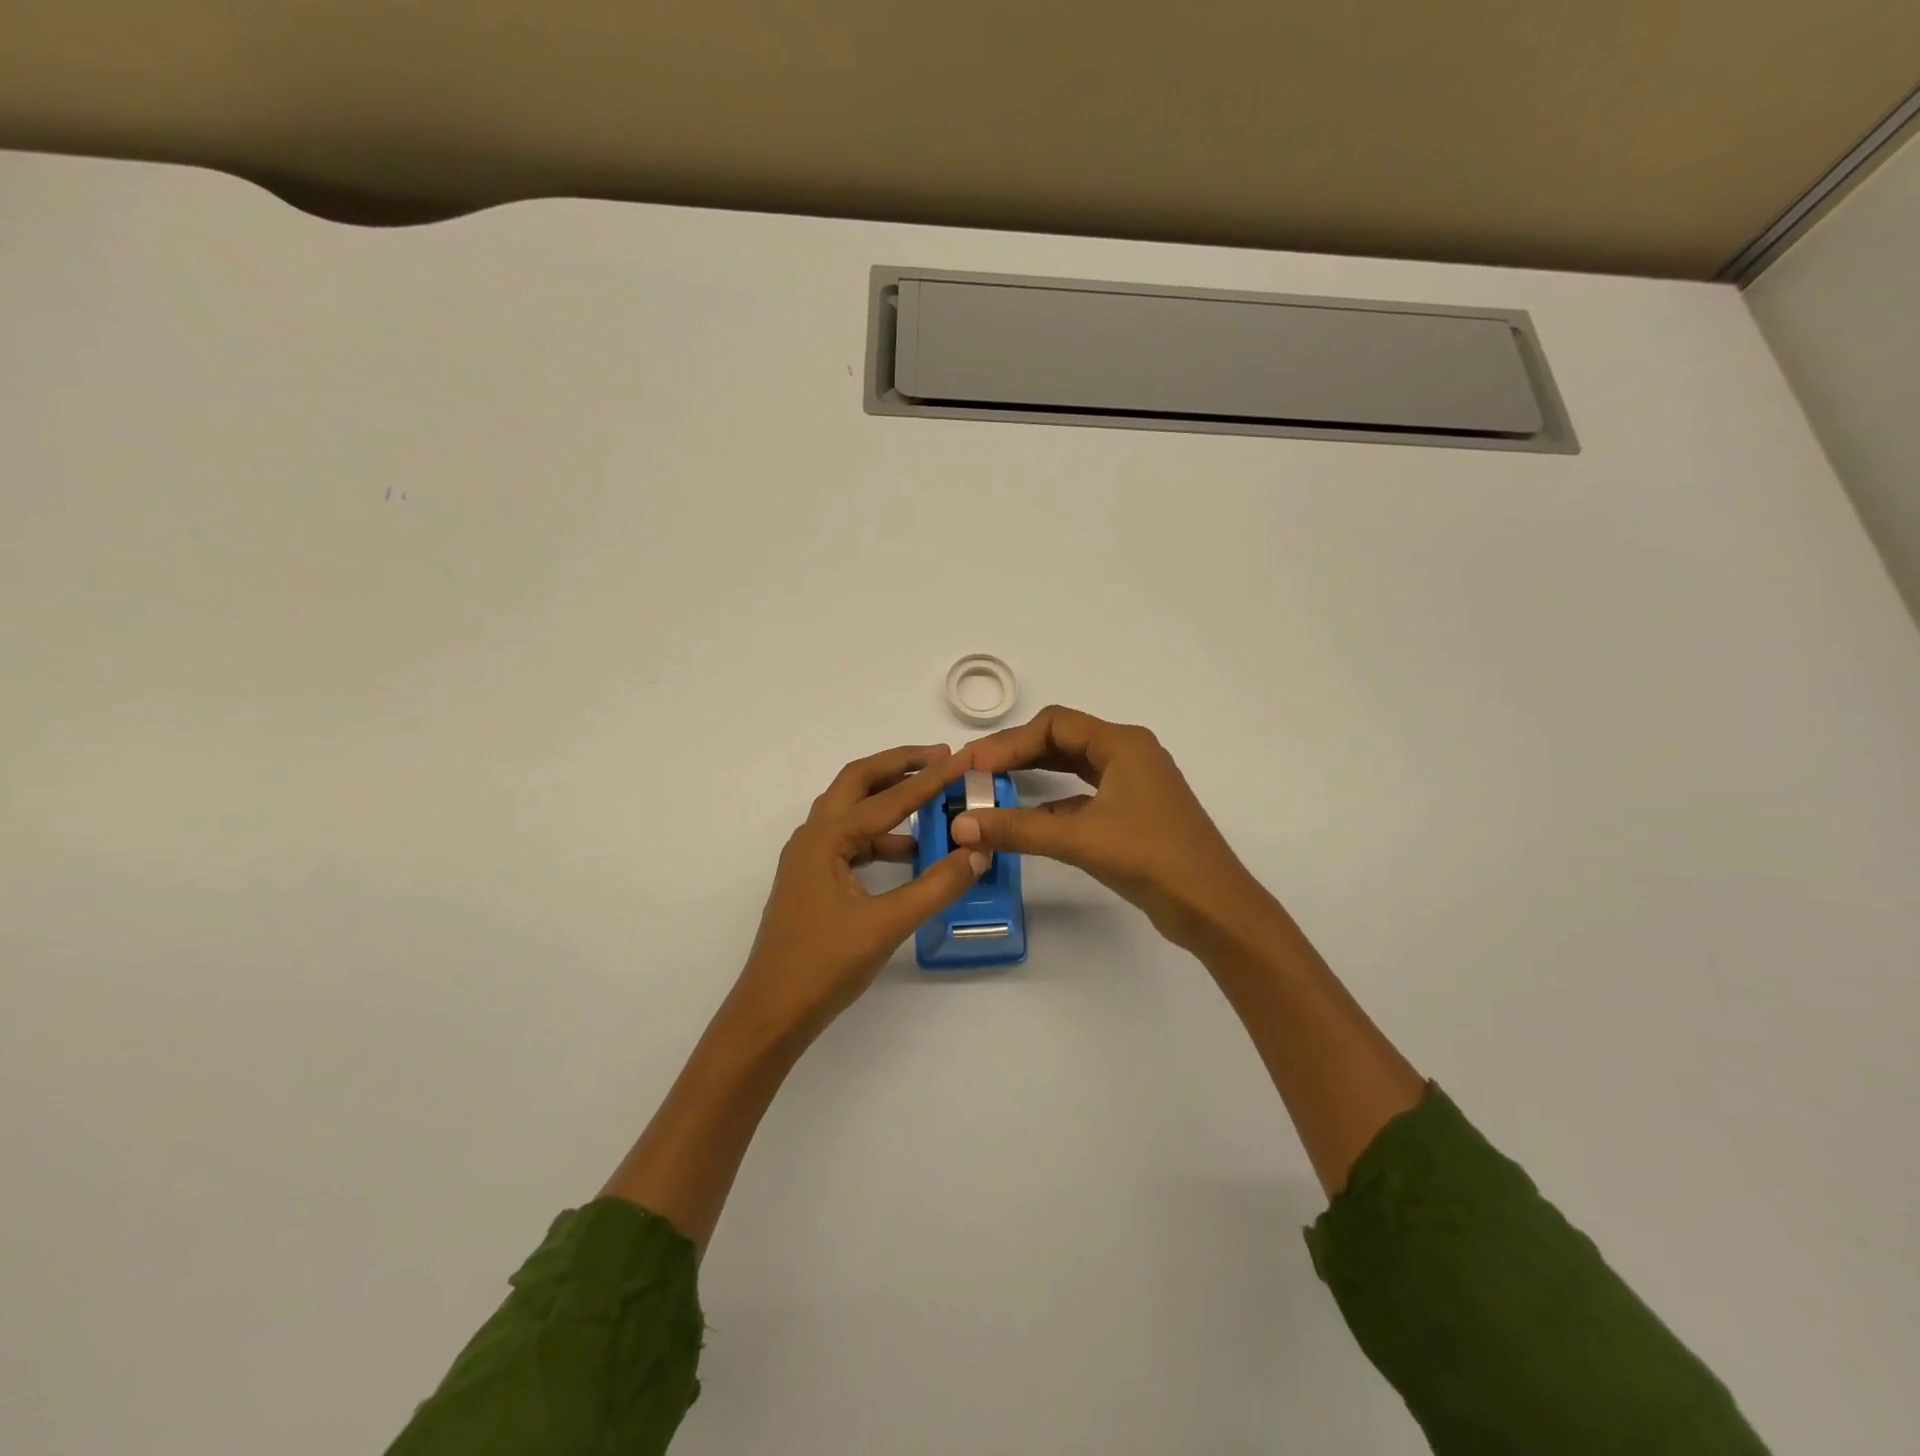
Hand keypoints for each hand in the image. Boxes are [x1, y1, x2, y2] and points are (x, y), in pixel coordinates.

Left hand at [722, 744, 987, 1043]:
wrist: (771, 1013)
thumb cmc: (823, 966)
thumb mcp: (886, 924)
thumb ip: (936, 886)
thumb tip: (977, 853)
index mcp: (826, 839)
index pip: (888, 798)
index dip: (929, 778)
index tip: (962, 758)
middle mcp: (812, 837)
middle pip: (857, 783)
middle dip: (897, 765)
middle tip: (939, 757)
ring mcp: (809, 859)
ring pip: (851, 811)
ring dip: (888, 799)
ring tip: (931, 799)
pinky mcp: (813, 880)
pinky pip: (851, 841)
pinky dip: (881, 837)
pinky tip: (910, 852)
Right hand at [955, 706, 1267, 951]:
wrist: (1213, 908)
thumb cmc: (1151, 858)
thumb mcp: (1079, 839)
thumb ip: (1018, 829)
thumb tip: (961, 825)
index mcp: (1123, 744)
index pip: (1054, 724)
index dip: (1009, 741)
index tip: (974, 765)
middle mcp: (1129, 754)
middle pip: (1062, 740)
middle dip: (1018, 754)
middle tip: (975, 773)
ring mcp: (1134, 785)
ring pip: (1074, 767)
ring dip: (1035, 775)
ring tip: (993, 789)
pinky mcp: (1134, 813)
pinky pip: (1084, 795)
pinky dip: (1054, 801)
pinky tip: (1028, 819)